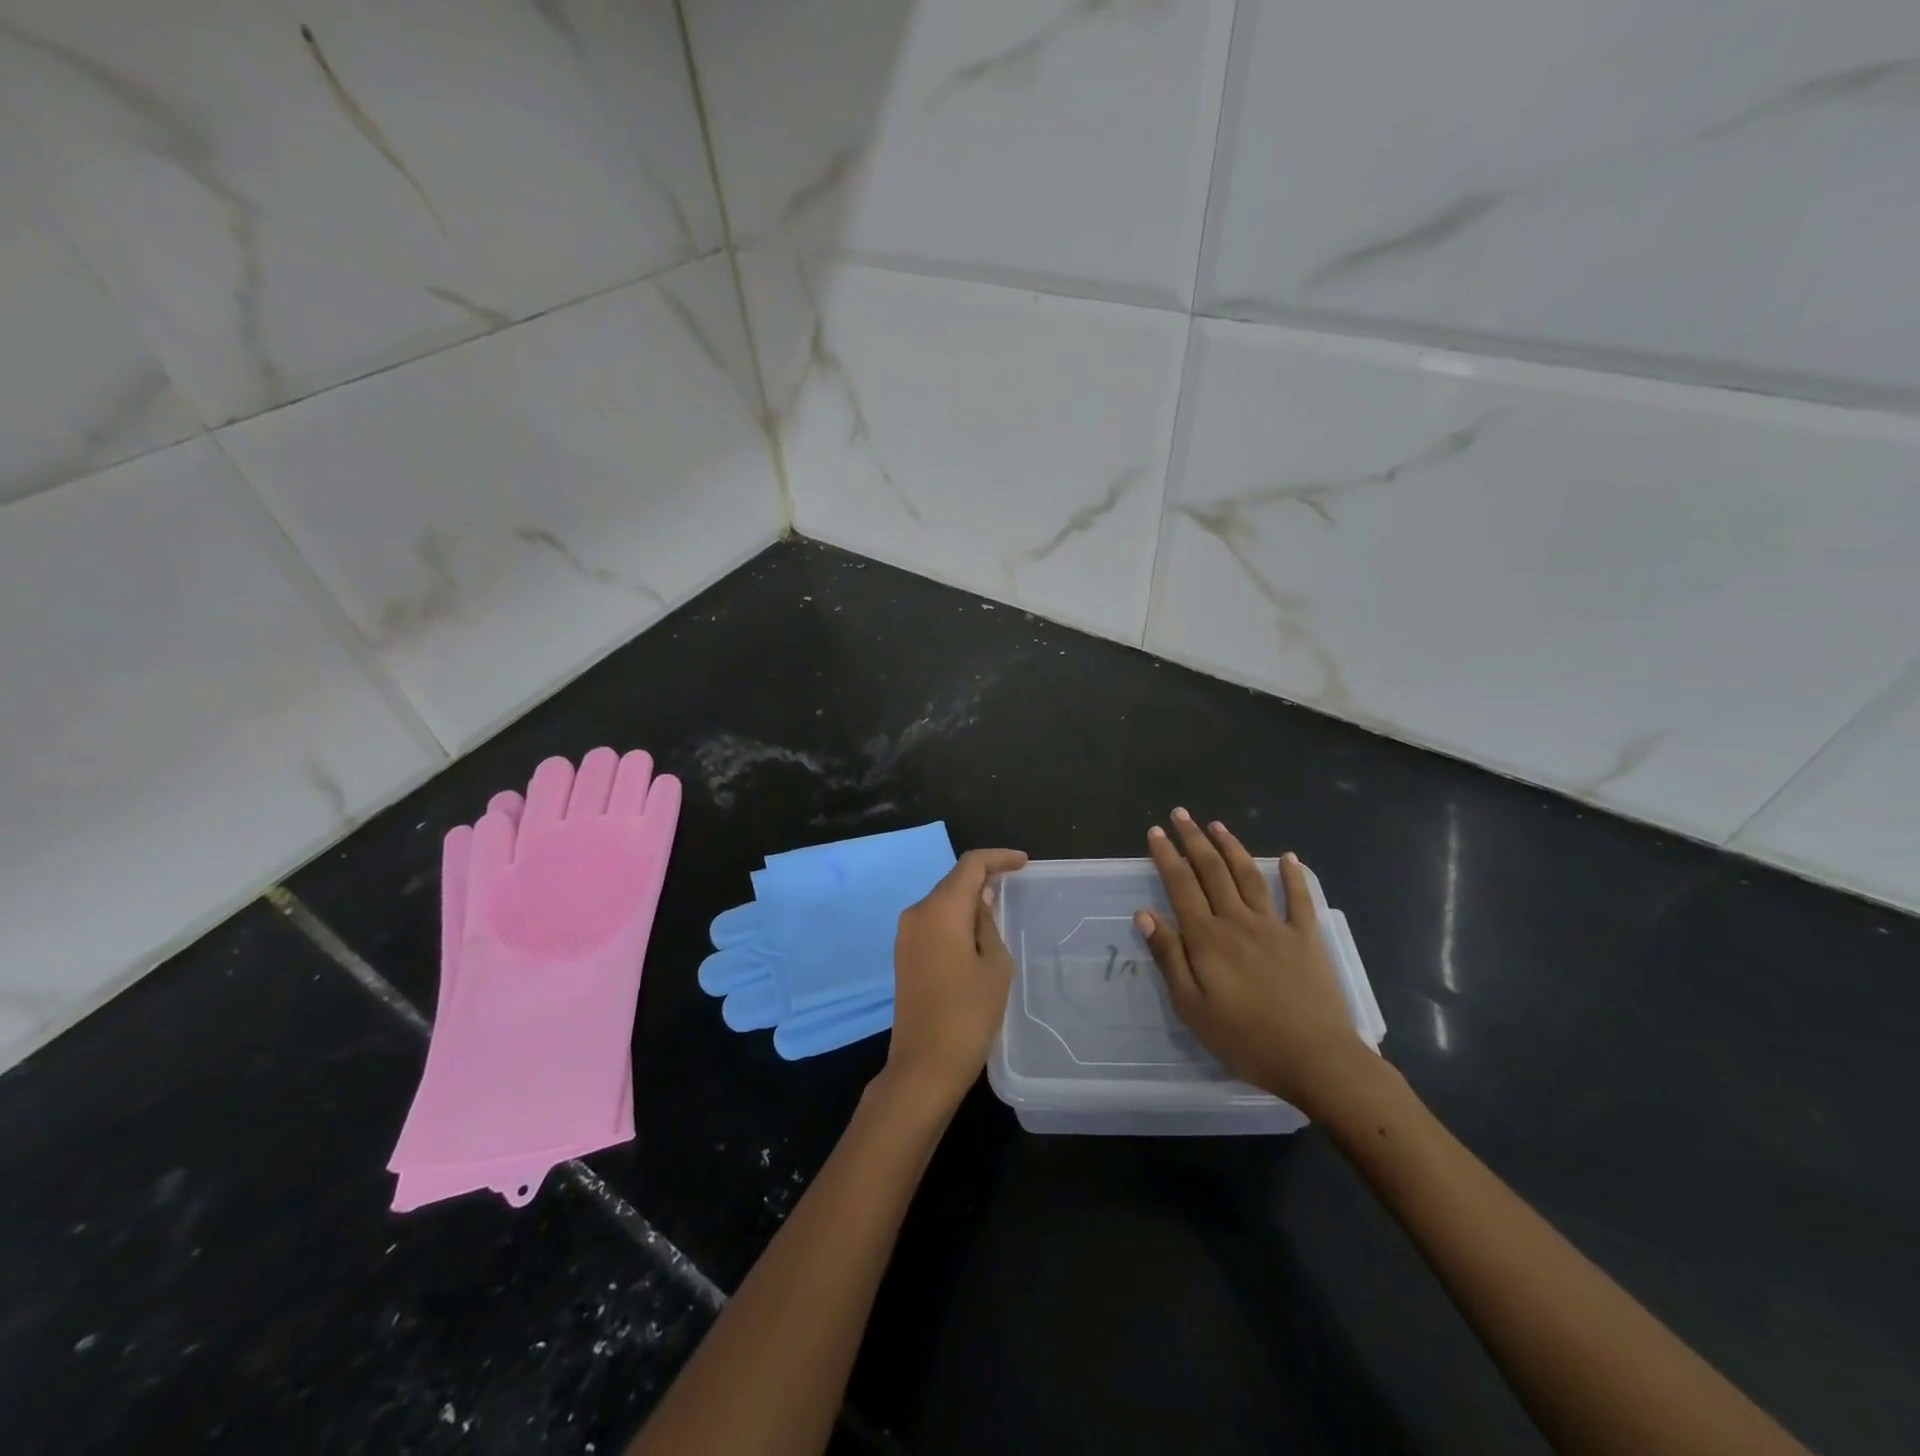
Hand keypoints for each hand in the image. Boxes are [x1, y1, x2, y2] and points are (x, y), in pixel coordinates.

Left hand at [883, 848, 1027, 1111]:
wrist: (924, 1065)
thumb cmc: (968, 1014)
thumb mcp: (994, 965)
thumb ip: (987, 923)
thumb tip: (980, 899)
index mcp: (940, 910)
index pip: (970, 866)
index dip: (998, 858)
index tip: (1023, 862)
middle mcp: (917, 913)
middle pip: (953, 881)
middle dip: (983, 877)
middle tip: (1014, 882)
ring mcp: (905, 935)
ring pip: (942, 902)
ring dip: (968, 899)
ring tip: (999, 906)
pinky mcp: (904, 954)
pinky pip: (933, 922)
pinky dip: (955, 918)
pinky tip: (975, 931)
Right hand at [1136, 809, 1368, 1113]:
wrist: (1317, 1059)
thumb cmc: (1245, 1039)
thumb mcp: (1192, 1007)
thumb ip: (1169, 958)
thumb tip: (1145, 914)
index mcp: (1207, 938)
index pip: (1181, 886)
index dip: (1166, 856)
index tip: (1155, 832)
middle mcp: (1238, 921)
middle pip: (1212, 871)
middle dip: (1193, 840)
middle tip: (1180, 814)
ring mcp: (1276, 927)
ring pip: (1249, 876)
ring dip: (1232, 847)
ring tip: (1217, 825)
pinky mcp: (1306, 939)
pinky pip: (1299, 899)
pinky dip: (1294, 876)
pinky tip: (1289, 857)